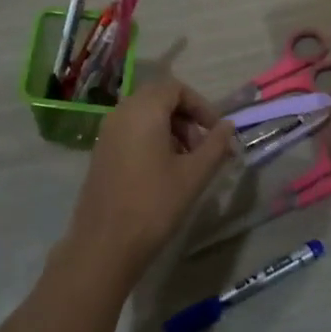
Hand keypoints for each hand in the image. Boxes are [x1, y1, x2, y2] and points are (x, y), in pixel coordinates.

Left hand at [59, 79, 236, 281]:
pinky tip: (164, 171)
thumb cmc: (154, 204)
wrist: (105, 243)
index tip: (217, 132)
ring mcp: (107, 132)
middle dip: (186, 118)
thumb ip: (215, 146)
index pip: (176, 88)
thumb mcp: (193, 175)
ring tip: (187, 163)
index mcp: (143, 110)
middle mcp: (121, 112)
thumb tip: (228, 127)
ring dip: (171, 129)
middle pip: (159, 98)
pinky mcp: (102, 151)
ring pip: (145, 115)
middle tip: (204, 148)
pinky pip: (131, 131)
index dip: (201, 106)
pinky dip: (152, 139)